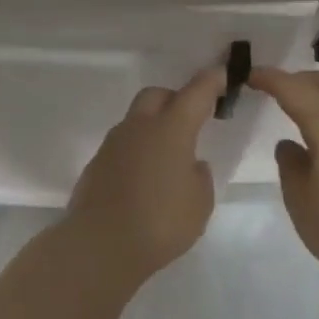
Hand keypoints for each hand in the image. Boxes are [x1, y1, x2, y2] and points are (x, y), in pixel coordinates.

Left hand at [62, 65, 225, 279]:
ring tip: (168, 156)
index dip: (212, 81)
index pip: (195, 93)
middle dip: (175, 100)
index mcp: (171, 129)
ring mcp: (113, 144)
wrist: (99, 245)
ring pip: (136, 120)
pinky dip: (137, 151)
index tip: (222, 73)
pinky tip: (144, 178)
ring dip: (153, 127)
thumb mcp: (199, 203)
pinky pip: (123, 146)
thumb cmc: (160, 222)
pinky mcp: (96, 164)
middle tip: (191, 119)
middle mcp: (139, 127)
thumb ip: (199, 177)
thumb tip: (189, 165)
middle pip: (157, 96)